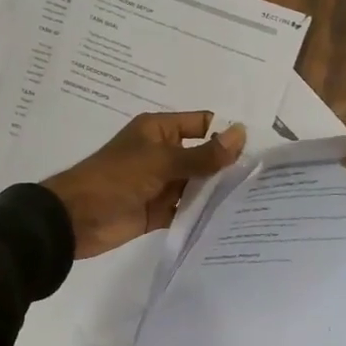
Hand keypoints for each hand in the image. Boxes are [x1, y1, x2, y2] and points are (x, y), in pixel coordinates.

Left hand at [42, 112, 246, 258]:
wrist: (75, 218)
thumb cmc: (115, 179)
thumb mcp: (161, 162)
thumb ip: (202, 154)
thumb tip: (241, 133)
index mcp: (159, 131)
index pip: (202, 124)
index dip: (227, 134)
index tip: (262, 149)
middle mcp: (163, 154)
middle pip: (204, 157)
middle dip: (229, 167)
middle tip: (270, 180)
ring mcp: (161, 184)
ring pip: (197, 185)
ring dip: (219, 193)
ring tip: (260, 201)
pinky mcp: (158, 212)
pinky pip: (187, 210)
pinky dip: (204, 214)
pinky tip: (233, 221)